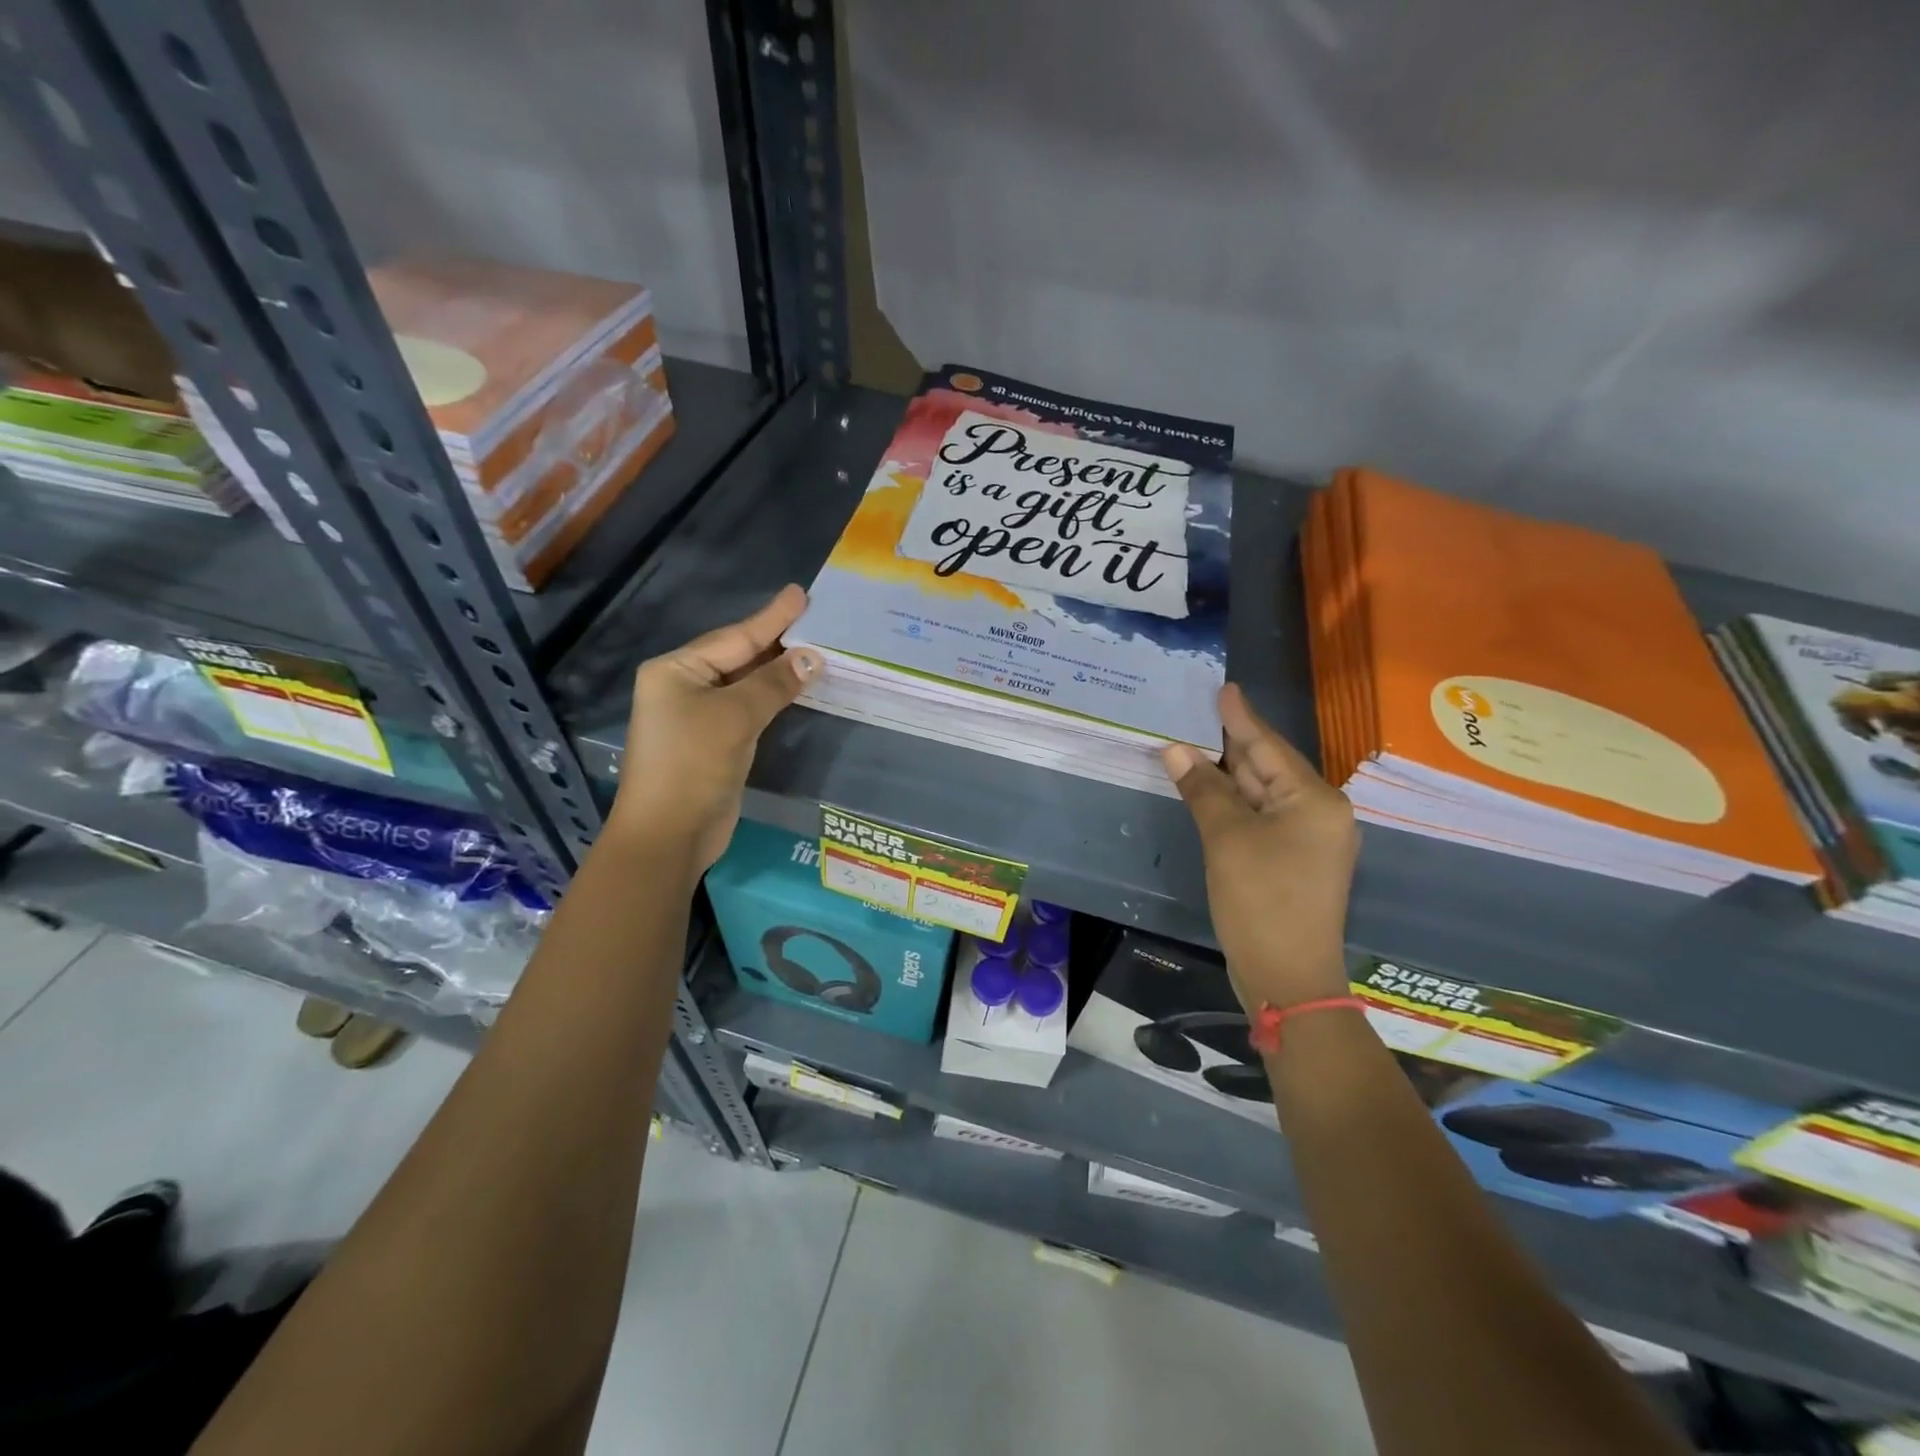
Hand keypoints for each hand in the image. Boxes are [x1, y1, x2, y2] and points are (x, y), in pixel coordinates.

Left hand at [609, 584, 820, 872]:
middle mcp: (684, 686)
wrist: (669, 834)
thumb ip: (774, 683)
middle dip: (777, 642)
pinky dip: (774, 698)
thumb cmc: (693, 765)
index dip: (772, 618)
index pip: (735, 637)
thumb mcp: (735, 717)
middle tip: (817, 619)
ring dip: (779, 671)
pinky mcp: (714, 742)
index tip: (802, 594)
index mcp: (676, 670)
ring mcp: (698, 716)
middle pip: (739, 657)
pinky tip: (798, 687)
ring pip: (746, 684)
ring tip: (816, 648)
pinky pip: (749, 709)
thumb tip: (813, 656)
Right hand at [1162, 684, 1358, 1013]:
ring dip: (1230, 775)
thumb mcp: (1227, 839)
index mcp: (1315, 800)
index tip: (1224, 688)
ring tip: (1198, 744)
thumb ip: (1203, 789)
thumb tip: (1176, 749)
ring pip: (1264, 794)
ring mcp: (1309, 840)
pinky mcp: (1295, 861)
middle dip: (1233, 743)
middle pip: (1269, 768)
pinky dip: (1235, 803)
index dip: (1241, 718)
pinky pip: (1263, 817)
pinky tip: (1211, 791)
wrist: (1289, 978)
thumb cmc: (1261, 901)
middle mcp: (1320, 813)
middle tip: (1202, 713)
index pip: (1269, 747)